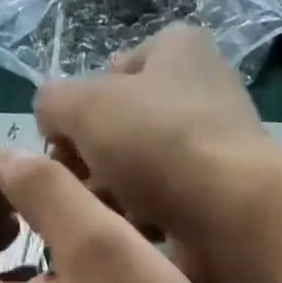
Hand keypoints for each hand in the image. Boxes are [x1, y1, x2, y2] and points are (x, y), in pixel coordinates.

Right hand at [34, 24, 281, 282]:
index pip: (111, 72)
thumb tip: (54, 124)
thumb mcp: (84, 104)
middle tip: (82, 183)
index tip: (67, 142)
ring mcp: (211, 151)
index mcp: (178, 50)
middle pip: (122, 129)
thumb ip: (52, 103)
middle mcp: (200, 94)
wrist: (228, 212)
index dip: (81, 108)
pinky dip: (144, 222)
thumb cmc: (157, 141)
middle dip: (94, 160)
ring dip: (114, 196)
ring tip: (111, 210)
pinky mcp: (215, 200)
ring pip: (138, 174)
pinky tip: (139, 232)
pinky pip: (161, 209)